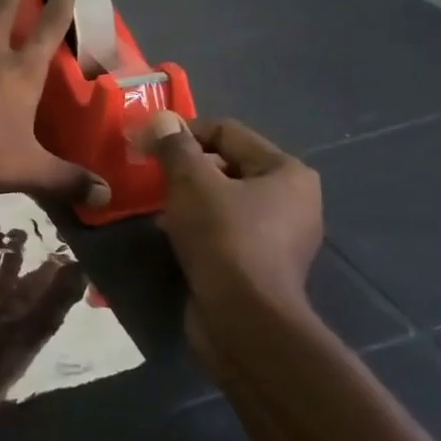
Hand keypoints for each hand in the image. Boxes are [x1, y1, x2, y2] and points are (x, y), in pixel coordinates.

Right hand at [144, 112, 322, 337]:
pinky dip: (197, 226)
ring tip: (157, 206)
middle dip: (186, 168)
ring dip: (188, 198)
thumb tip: (162, 119)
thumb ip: (176, 147)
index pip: (227, 132)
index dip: (184, 133)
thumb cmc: (223, 238)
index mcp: (287, 172)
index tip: (148, 144)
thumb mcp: (191, 182)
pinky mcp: (261, 265)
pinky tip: (170, 234)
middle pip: (227, 165)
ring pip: (223, 200)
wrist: (242, 321)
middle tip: (150, 175)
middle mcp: (293, 200)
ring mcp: (280, 236)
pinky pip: (224, 230)